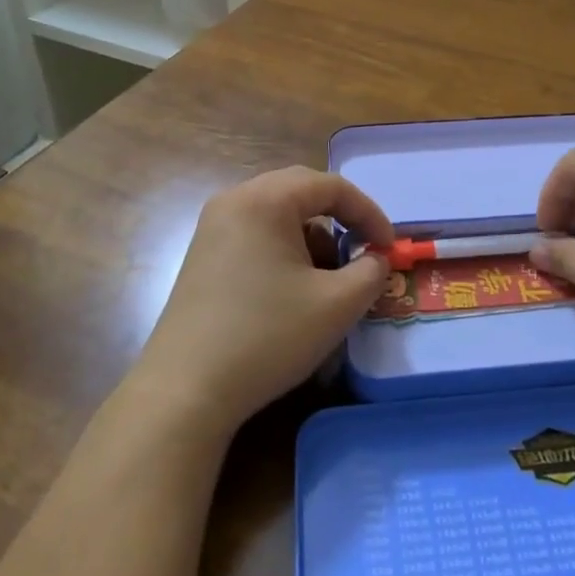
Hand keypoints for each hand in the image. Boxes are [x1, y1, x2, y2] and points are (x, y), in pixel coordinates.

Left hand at [133, 167, 393, 433]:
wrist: (186, 390)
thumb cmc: (267, 336)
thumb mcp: (337, 305)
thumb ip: (370, 272)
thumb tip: (375, 259)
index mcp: (265, 199)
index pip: (331, 186)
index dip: (369, 213)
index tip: (389, 249)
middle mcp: (235, 200)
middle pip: (301, 190)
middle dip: (340, 218)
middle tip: (363, 250)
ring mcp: (213, 227)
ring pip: (278, 213)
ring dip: (312, 235)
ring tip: (327, 279)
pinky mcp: (203, 255)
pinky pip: (256, 233)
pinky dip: (284, 249)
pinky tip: (292, 290)